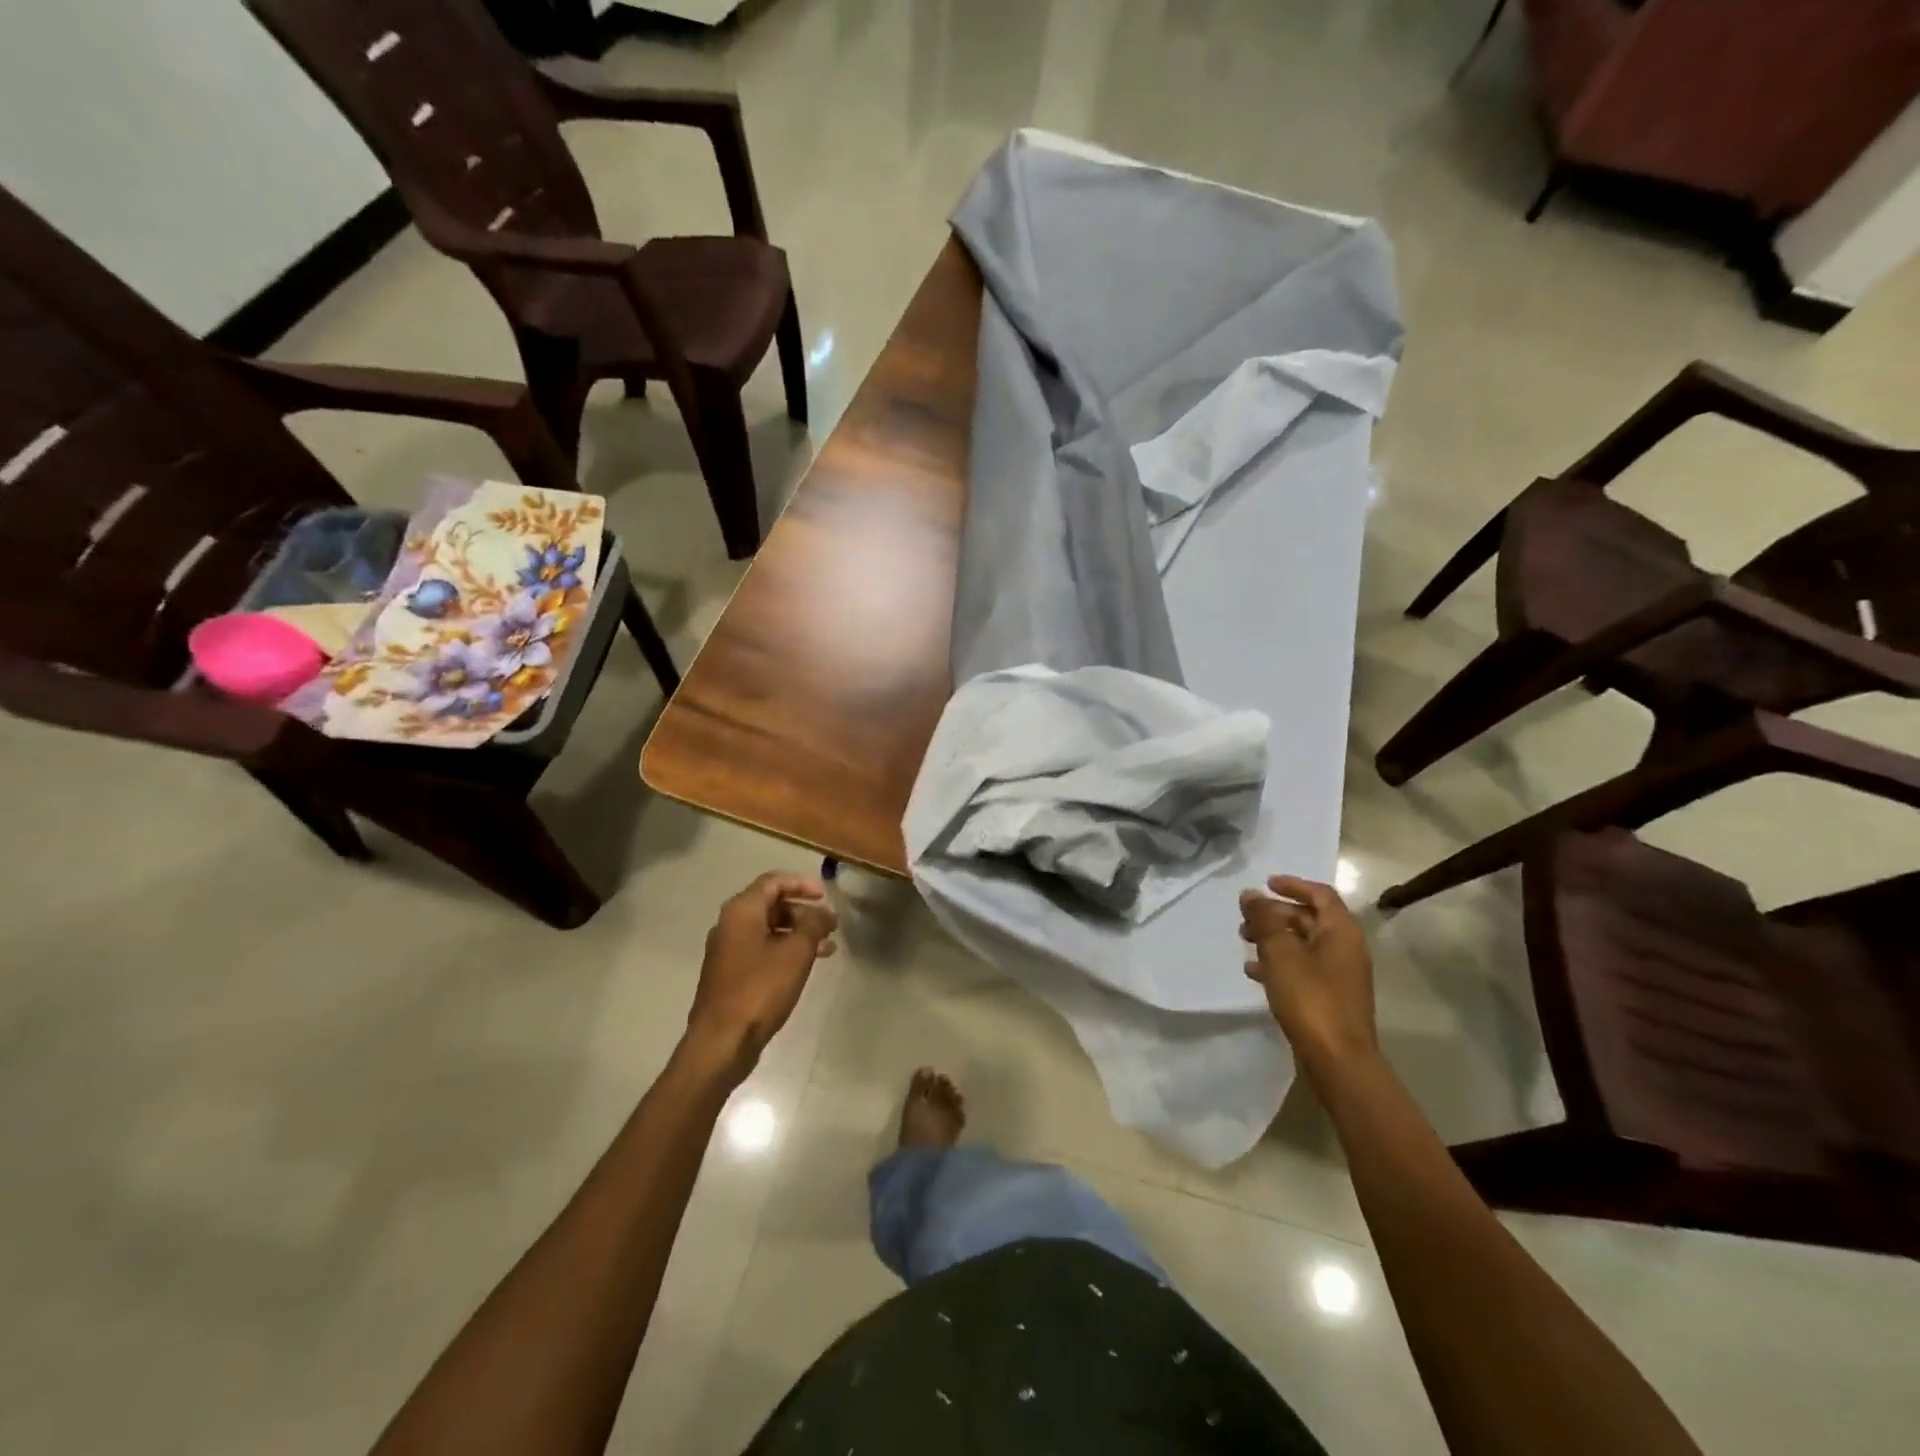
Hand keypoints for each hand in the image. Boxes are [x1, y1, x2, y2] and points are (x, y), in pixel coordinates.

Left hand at [686, 872, 838, 1073]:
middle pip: (770, 905)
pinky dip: (785, 950)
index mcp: (741, 911)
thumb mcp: (796, 952)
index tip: (826, 895)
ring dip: (797, 933)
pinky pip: (761, 950)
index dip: (802, 884)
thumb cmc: (760, 989)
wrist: (722, 1042)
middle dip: (803, 911)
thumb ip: (813, 924)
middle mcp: (729, 925)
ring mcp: (727, 951)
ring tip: (827, 947)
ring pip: (767, 929)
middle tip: (829, 925)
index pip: (773, 882)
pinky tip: (805, 966)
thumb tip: (822, 912)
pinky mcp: (729, 974)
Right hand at [1240, 875, 1377, 1080]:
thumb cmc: (1310, 998)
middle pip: (1309, 918)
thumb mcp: (1281, 952)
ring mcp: (1340, 975)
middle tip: (1246, 918)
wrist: (1338, 1060)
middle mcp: (1346, 948)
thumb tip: (1250, 894)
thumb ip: (1265, 919)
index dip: (1293, 885)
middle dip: (1276, 914)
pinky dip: (1279, 963)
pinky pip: (1302, 968)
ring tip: (1244, 942)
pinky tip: (1253, 972)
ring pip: (1303, 944)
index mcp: (1341, 931)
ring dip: (1274, 938)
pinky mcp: (1330, 997)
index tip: (1265, 883)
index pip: (1320, 894)